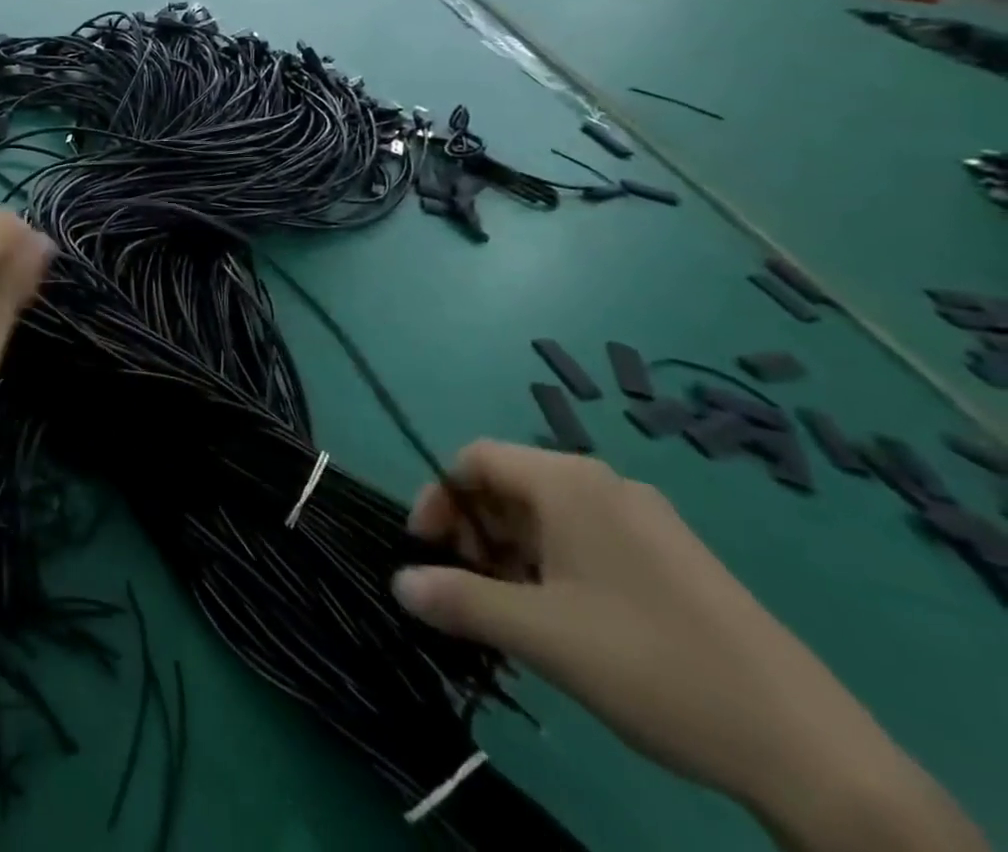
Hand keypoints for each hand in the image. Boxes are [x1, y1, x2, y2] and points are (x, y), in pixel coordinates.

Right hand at [393, 442, 983, 851]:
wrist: (810, 750)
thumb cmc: (651, 664)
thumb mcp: (540, 635)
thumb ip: (459, 600)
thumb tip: (398, 583)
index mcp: (569, 482)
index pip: (475, 458)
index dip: (439, 497)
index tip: (426, 551)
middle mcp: (604, 484)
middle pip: (511, 486)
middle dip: (475, 531)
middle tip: (468, 590)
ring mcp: (645, 520)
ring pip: (548, 517)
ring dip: (512, 555)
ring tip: (512, 615)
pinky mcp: (673, 558)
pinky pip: (588, 540)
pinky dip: (554, 568)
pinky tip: (564, 623)